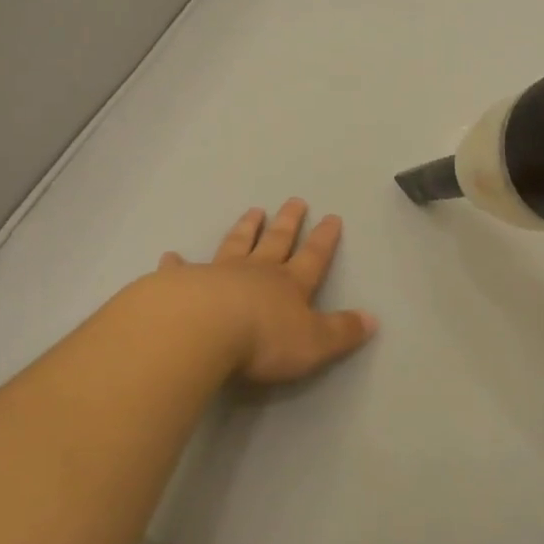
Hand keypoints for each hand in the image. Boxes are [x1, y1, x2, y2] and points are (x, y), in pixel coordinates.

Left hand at [158, 199, 377, 385]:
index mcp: (289, 285)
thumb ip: (342, 331)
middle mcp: (256, 272)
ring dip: (245, 229)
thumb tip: (372, 319)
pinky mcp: (183, 284)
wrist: (203, 330)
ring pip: (235, 244)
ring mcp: (218, 274)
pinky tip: (171, 255)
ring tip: (252, 211)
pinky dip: (177, 263)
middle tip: (294, 200)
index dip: (324, 239)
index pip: (313, 257)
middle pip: (276, 241)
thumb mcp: (314, 343)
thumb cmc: (263, 340)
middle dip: (288, 222)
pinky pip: (181, 270)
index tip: (331, 216)